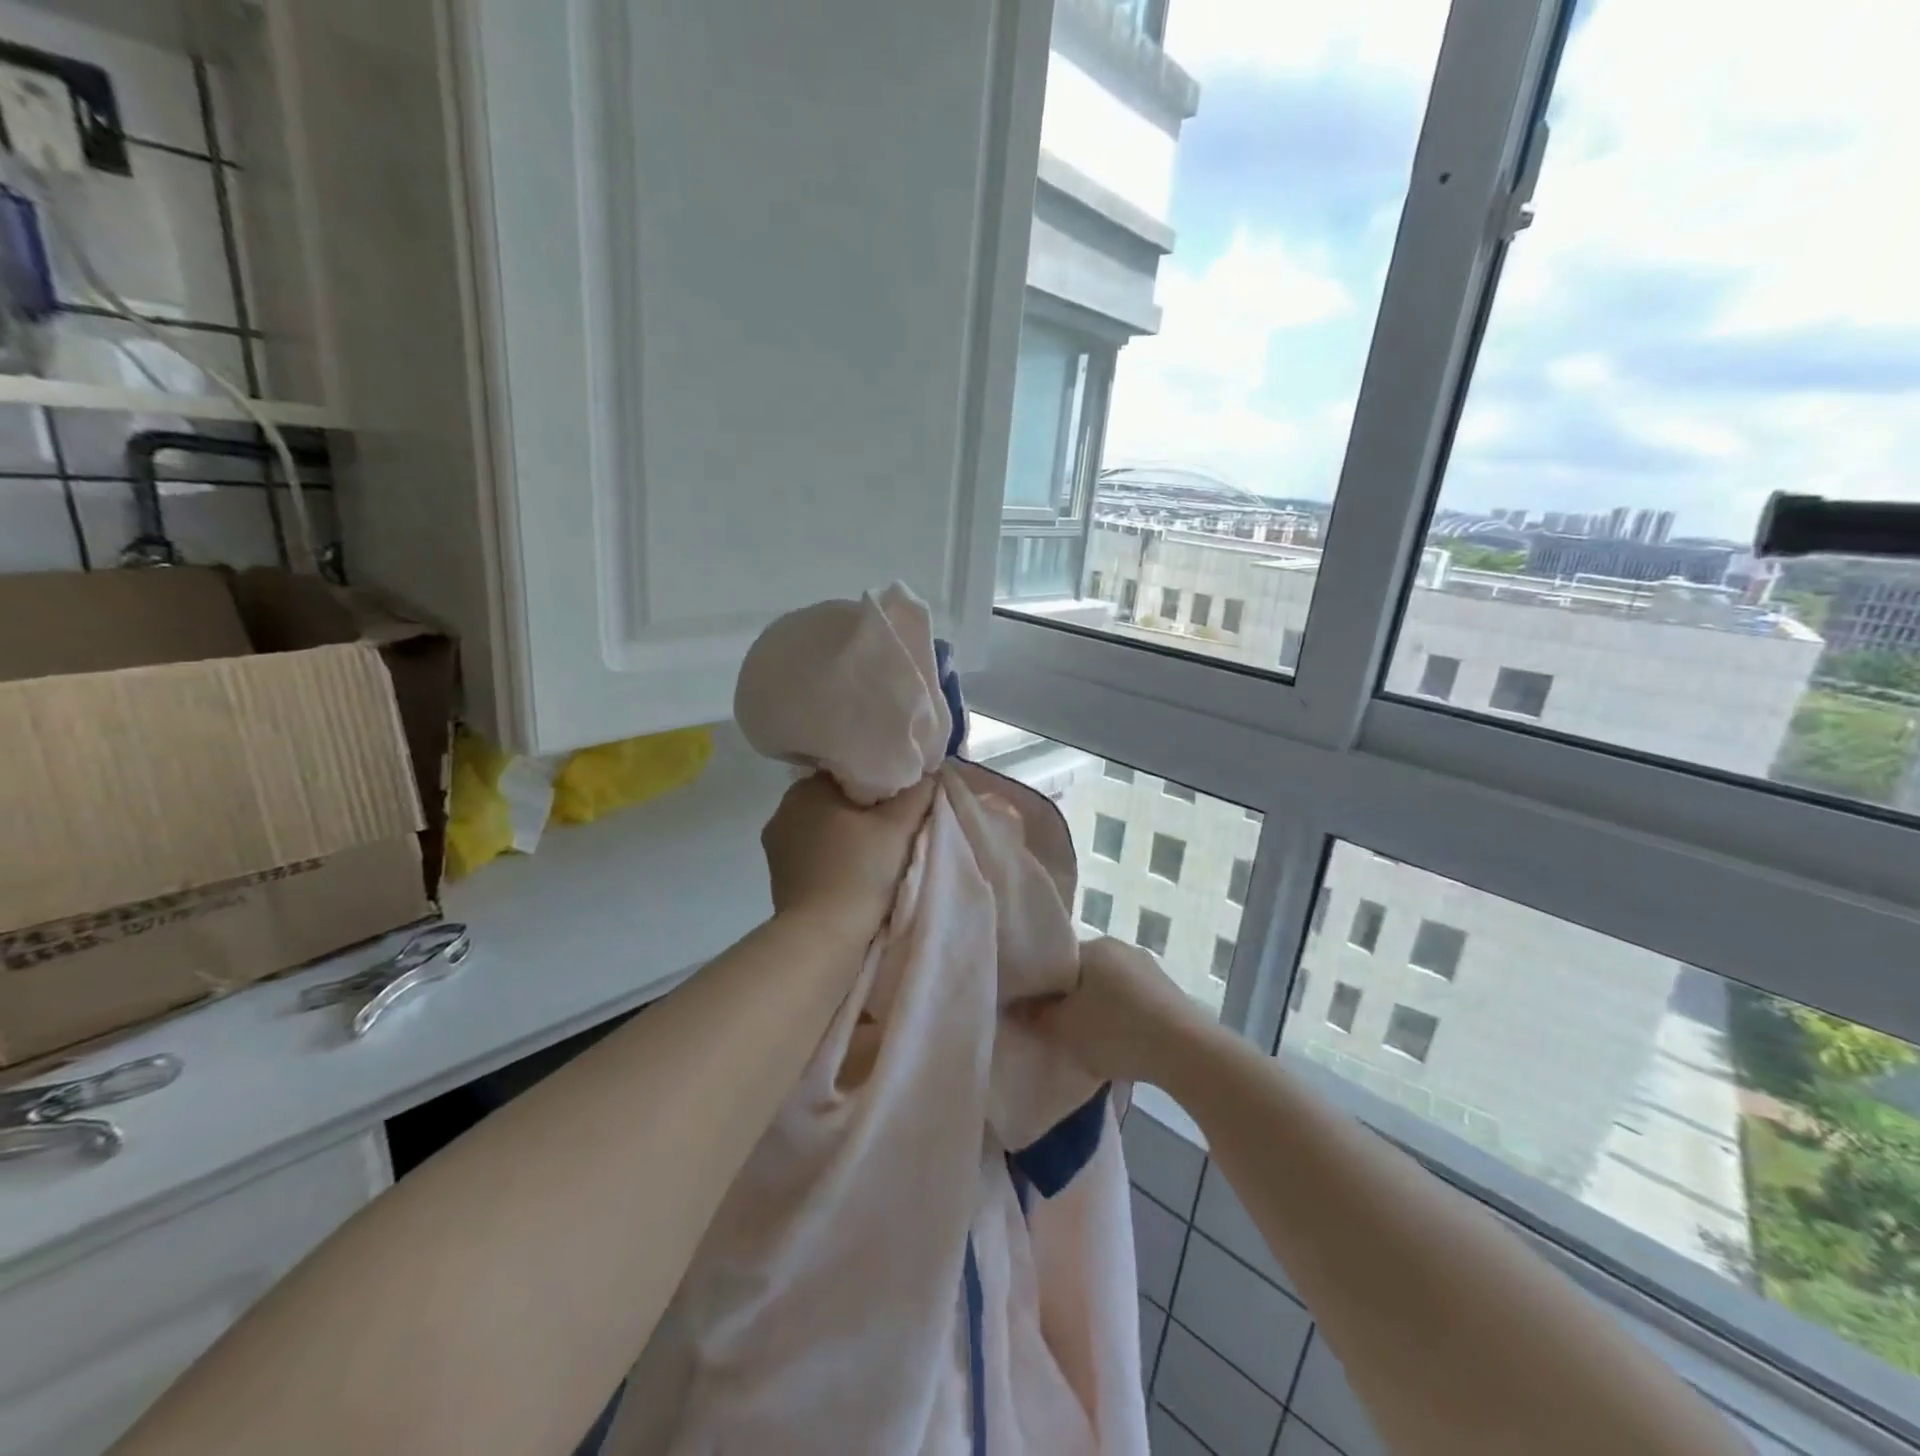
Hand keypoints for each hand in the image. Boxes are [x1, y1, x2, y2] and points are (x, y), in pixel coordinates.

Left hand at [761, 773, 934, 935]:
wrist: (822, 937)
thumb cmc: (859, 871)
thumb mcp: (898, 827)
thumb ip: (916, 794)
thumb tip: (929, 775)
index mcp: (805, 789)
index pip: (846, 772)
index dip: (876, 782)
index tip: (899, 799)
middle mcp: (783, 811)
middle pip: (833, 801)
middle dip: (861, 810)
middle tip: (894, 825)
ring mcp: (776, 847)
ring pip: (822, 830)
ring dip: (846, 837)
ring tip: (877, 852)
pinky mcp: (779, 878)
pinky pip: (813, 856)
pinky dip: (833, 859)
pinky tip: (854, 872)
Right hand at [1017, 937, 1218, 1084]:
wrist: (1186, 1052)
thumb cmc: (1116, 1031)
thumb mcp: (1064, 1028)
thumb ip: (1035, 1015)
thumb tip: (1013, 1007)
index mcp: (1094, 946)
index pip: (1056, 959)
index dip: (1042, 985)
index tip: (1035, 1010)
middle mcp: (1122, 948)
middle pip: (1084, 972)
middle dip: (1071, 998)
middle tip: (1060, 1027)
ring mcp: (1149, 968)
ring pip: (1110, 987)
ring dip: (1099, 1009)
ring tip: (1091, 1040)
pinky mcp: (1170, 992)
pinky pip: (1134, 1001)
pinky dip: (1124, 1018)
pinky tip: (1122, 1044)